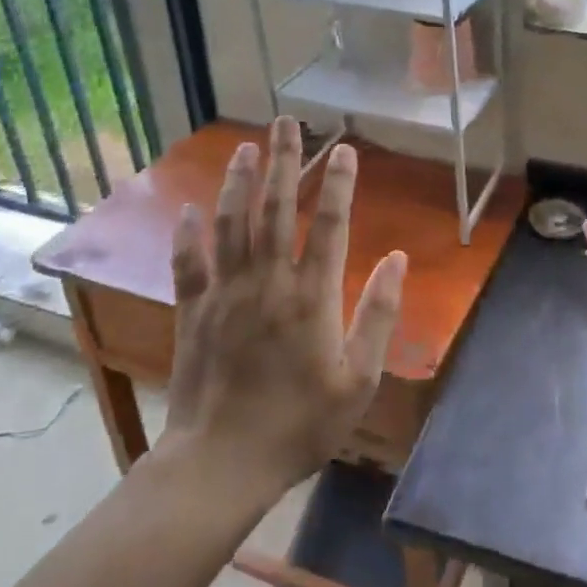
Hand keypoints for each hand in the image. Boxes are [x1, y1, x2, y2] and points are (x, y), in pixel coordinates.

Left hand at [162, 118, 405, 488]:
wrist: (221, 465)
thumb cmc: (299, 424)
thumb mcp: (359, 380)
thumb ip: (379, 315)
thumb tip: (398, 260)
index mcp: (312, 297)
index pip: (330, 225)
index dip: (340, 183)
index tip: (345, 149)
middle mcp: (268, 282)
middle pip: (278, 209)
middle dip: (286, 161)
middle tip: (288, 122)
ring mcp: (225, 294)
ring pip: (232, 224)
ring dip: (240, 182)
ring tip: (248, 146)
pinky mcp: (193, 312)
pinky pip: (189, 263)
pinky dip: (188, 234)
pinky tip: (190, 208)